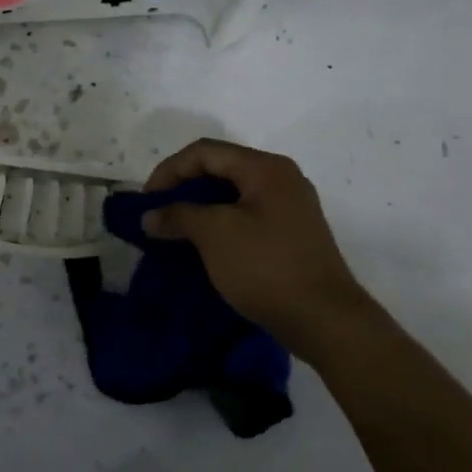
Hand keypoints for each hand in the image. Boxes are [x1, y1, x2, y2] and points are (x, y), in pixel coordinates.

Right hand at [143, 138, 372, 358]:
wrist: (324, 320)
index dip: (169, 170)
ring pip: (232, 194)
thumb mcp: (214, 234)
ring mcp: (290, 207)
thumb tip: (149, 216)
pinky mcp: (291, 235)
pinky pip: (246, 216)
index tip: (147, 201)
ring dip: (200, 207)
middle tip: (158, 214)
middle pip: (220, 168)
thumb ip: (178, 216)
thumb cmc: (266, 266)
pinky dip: (219, 224)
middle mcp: (281, 178)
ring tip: (175, 230)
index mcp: (265, 168)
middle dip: (183, 188)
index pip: (205, 151)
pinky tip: (204, 246)